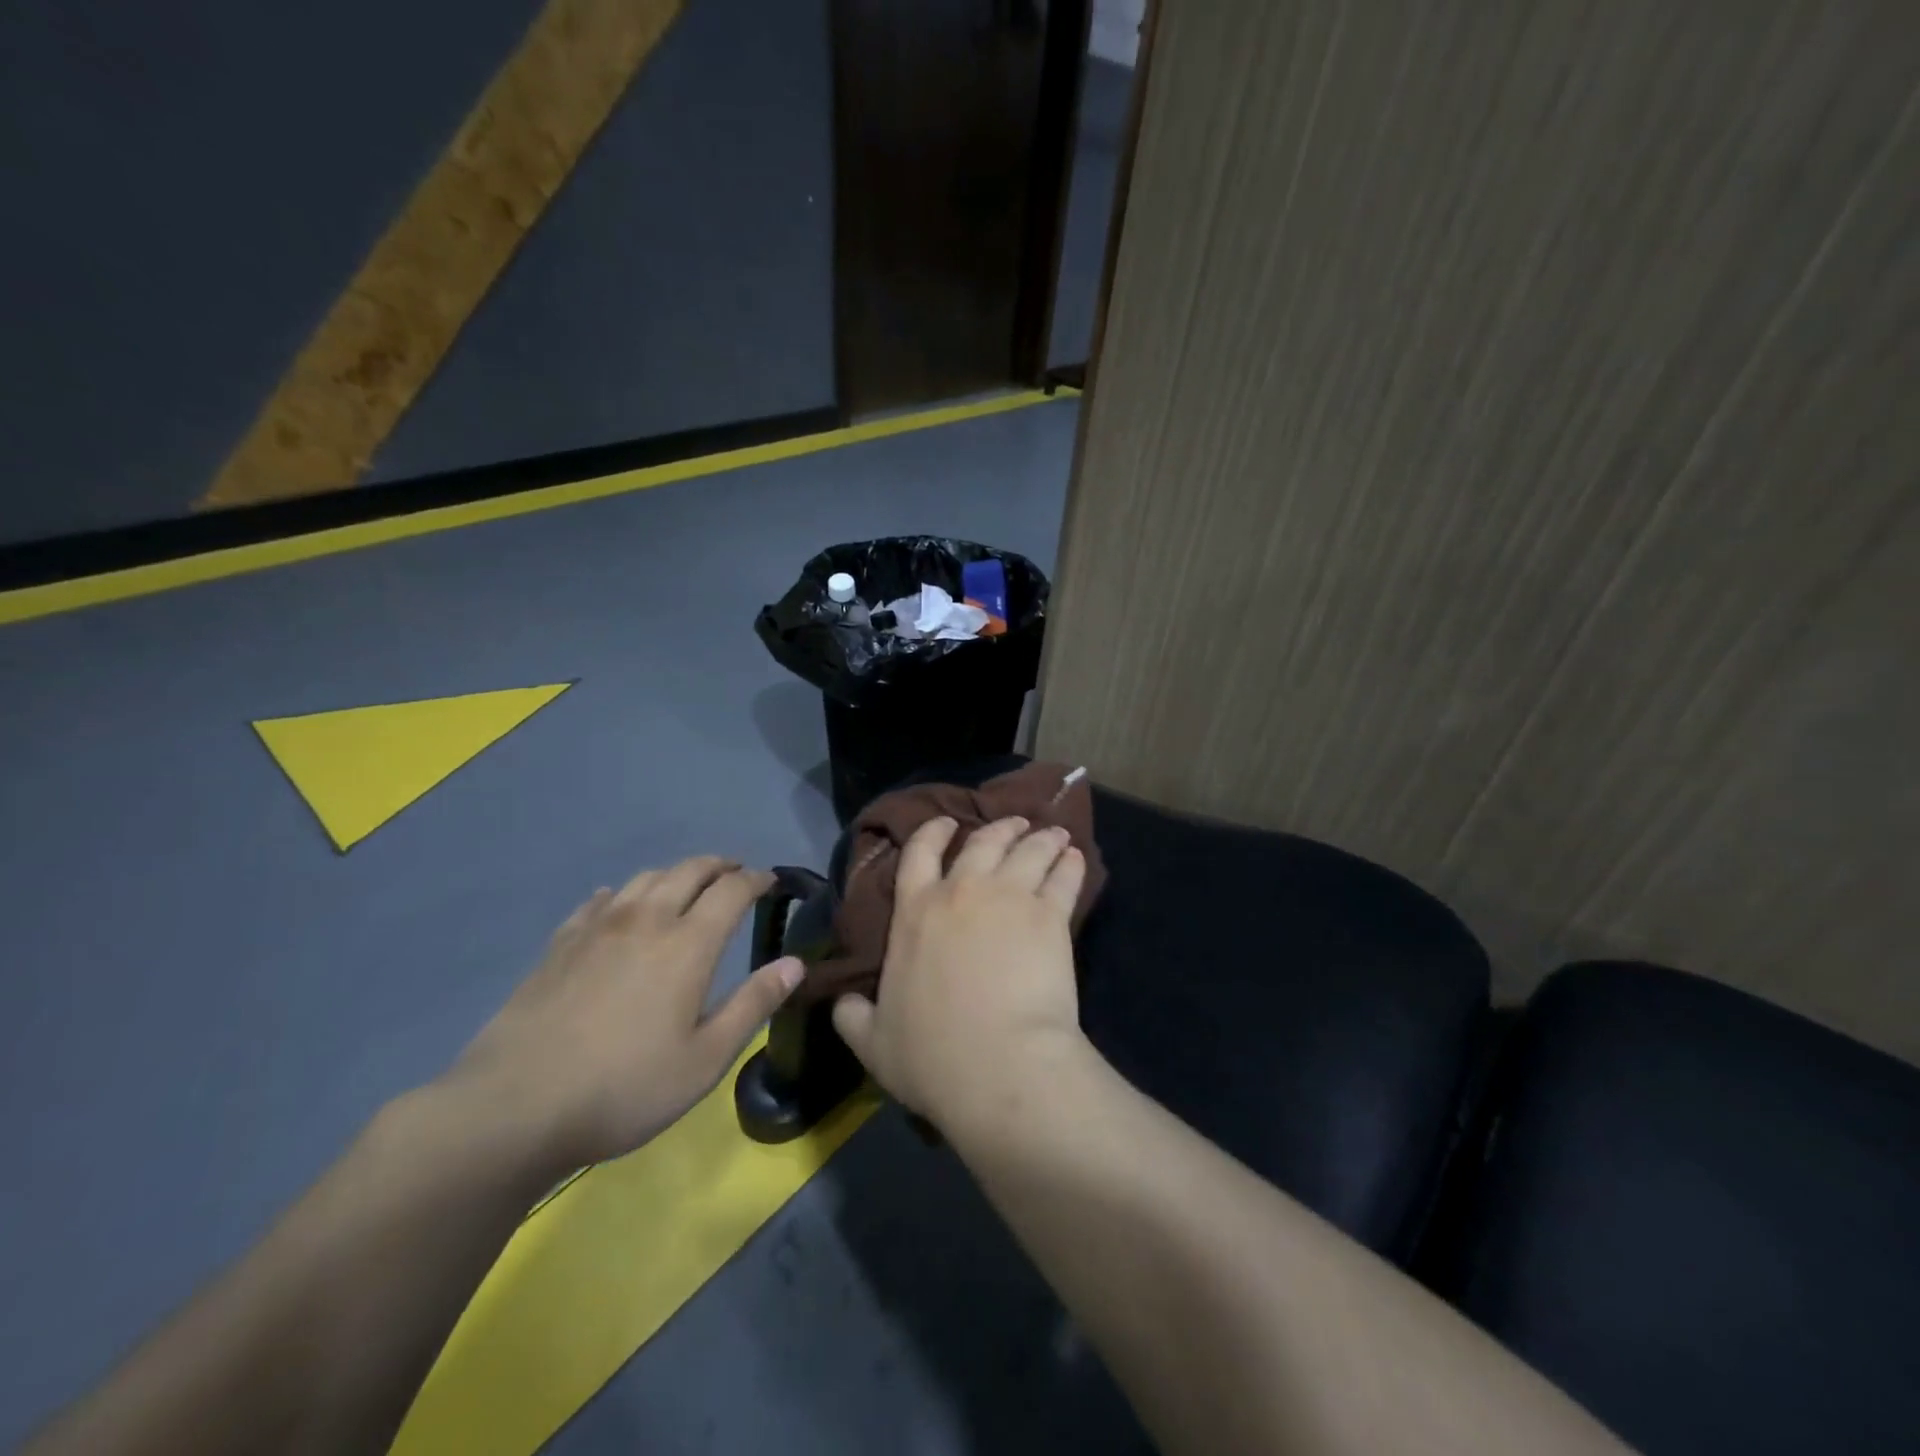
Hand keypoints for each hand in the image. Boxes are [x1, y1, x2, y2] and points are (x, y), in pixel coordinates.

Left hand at [444, 857, 802, 1167]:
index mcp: (688, 944)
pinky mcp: (560, 944)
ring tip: (687, 887)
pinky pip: (600, 900)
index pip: (732, 891)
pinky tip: (619, 906)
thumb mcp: (705, 1059)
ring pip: (646, 878)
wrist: (513, 1107)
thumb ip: (754, 1004)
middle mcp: (647, 920)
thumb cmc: (624, 1087)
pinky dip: (623, 893)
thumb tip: (796, 963)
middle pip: (690, 870)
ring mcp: (598, 928)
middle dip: (720, 866)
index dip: (757, 880)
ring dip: (676, 874)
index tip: (771, 881)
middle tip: (736, 874)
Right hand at [832, 816, 1088, 1136]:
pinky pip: (1063, 877)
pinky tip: (1076, 858)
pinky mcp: (1050, 916)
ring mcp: (1009, 898)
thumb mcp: (874, 1043)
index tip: (947, 822)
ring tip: (1053, 834)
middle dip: (1000, 828)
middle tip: (1014, 823)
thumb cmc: (932, 1055)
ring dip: (1040, 838)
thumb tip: (842, 1002)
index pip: (919, 853)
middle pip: (983, 841)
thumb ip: (854, 1017)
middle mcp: (961, 892)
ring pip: (1028, 850)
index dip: (933, 831)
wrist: (999, 1064)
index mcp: (914, 912)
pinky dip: (1070, 864)